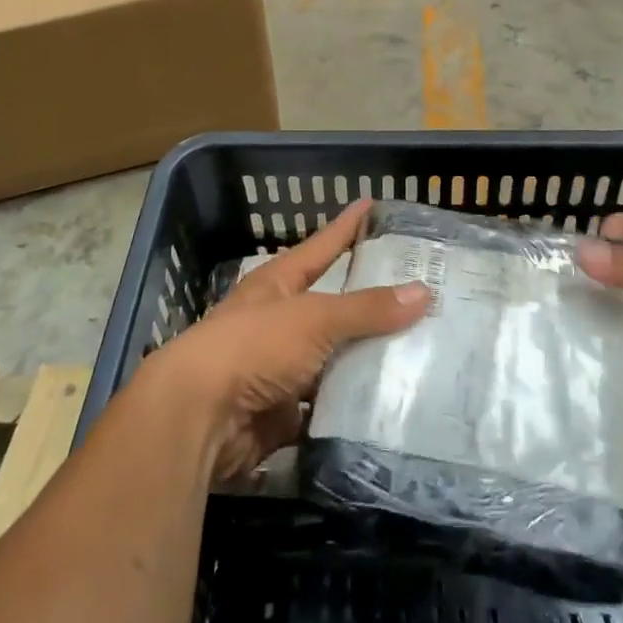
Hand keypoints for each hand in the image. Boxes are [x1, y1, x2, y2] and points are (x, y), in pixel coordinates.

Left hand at [151, 200, 430, 484]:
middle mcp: (277, 322)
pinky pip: (326, 407)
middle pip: (332, 307)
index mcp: (278, 284)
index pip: (322, 246)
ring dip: (366, 361)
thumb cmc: (254, 347)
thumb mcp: (315, 319)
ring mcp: (278, 369)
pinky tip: (391, 404)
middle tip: (421, 294)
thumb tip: (423, 292)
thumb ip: (367, 309)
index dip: (347, 226)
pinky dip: (352, 408)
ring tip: (420, 353)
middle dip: (370, 304)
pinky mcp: (281, 414)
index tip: (372, 204)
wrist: (199, 418)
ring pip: (333, 360)